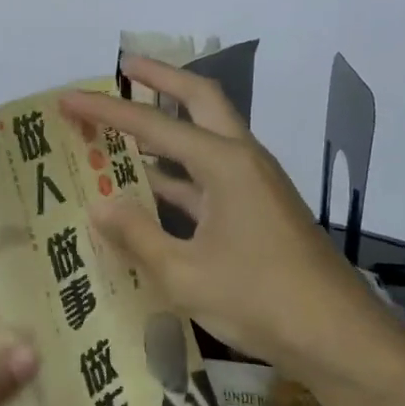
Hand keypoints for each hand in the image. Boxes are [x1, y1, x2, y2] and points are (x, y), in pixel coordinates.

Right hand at [59, 56, 404, 388]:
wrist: (336, 338)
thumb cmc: (259, 300)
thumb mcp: (184, 274)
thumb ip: (138, 235)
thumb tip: (99, 204)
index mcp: (225, 164)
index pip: (153, 125)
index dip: (106, 111)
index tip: (68, 98)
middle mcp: (243, 161)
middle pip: (200, 101)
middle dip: (161, 79)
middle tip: (125, 68)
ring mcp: (255, 186)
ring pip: (206, 139)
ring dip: (168, 128)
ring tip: (124, 129)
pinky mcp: (258, 211)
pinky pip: (210, 178)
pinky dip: (178, 174)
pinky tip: (149, 191)